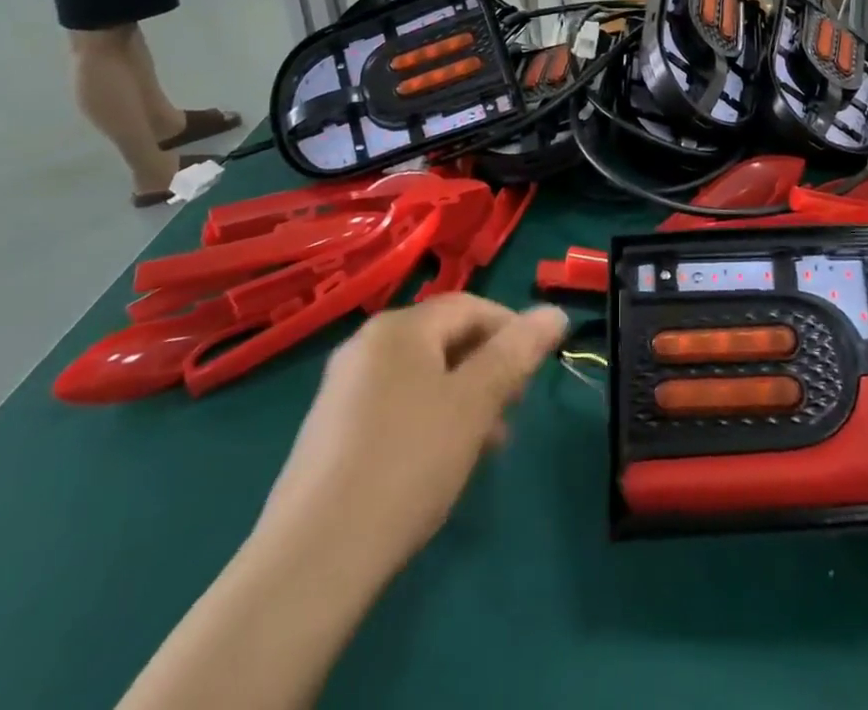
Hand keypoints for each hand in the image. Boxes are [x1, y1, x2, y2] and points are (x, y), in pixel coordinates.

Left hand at [251, 295, 568, 587]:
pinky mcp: (330, 432)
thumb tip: (554, 313)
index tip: (536, 369)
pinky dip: (429, 420)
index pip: (469, 306)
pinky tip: (440, 463)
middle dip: (487, 368)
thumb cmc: (407, 462)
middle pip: (443, 339)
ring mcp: (342, 389)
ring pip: (421, 376)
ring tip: (486, 445)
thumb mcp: (474, 403)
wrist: (312, 559)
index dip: (510, 329)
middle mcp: (366, 345)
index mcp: (399, 327)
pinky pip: (395, 406)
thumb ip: (516, 353)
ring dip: (462, 399)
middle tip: (514, 410)